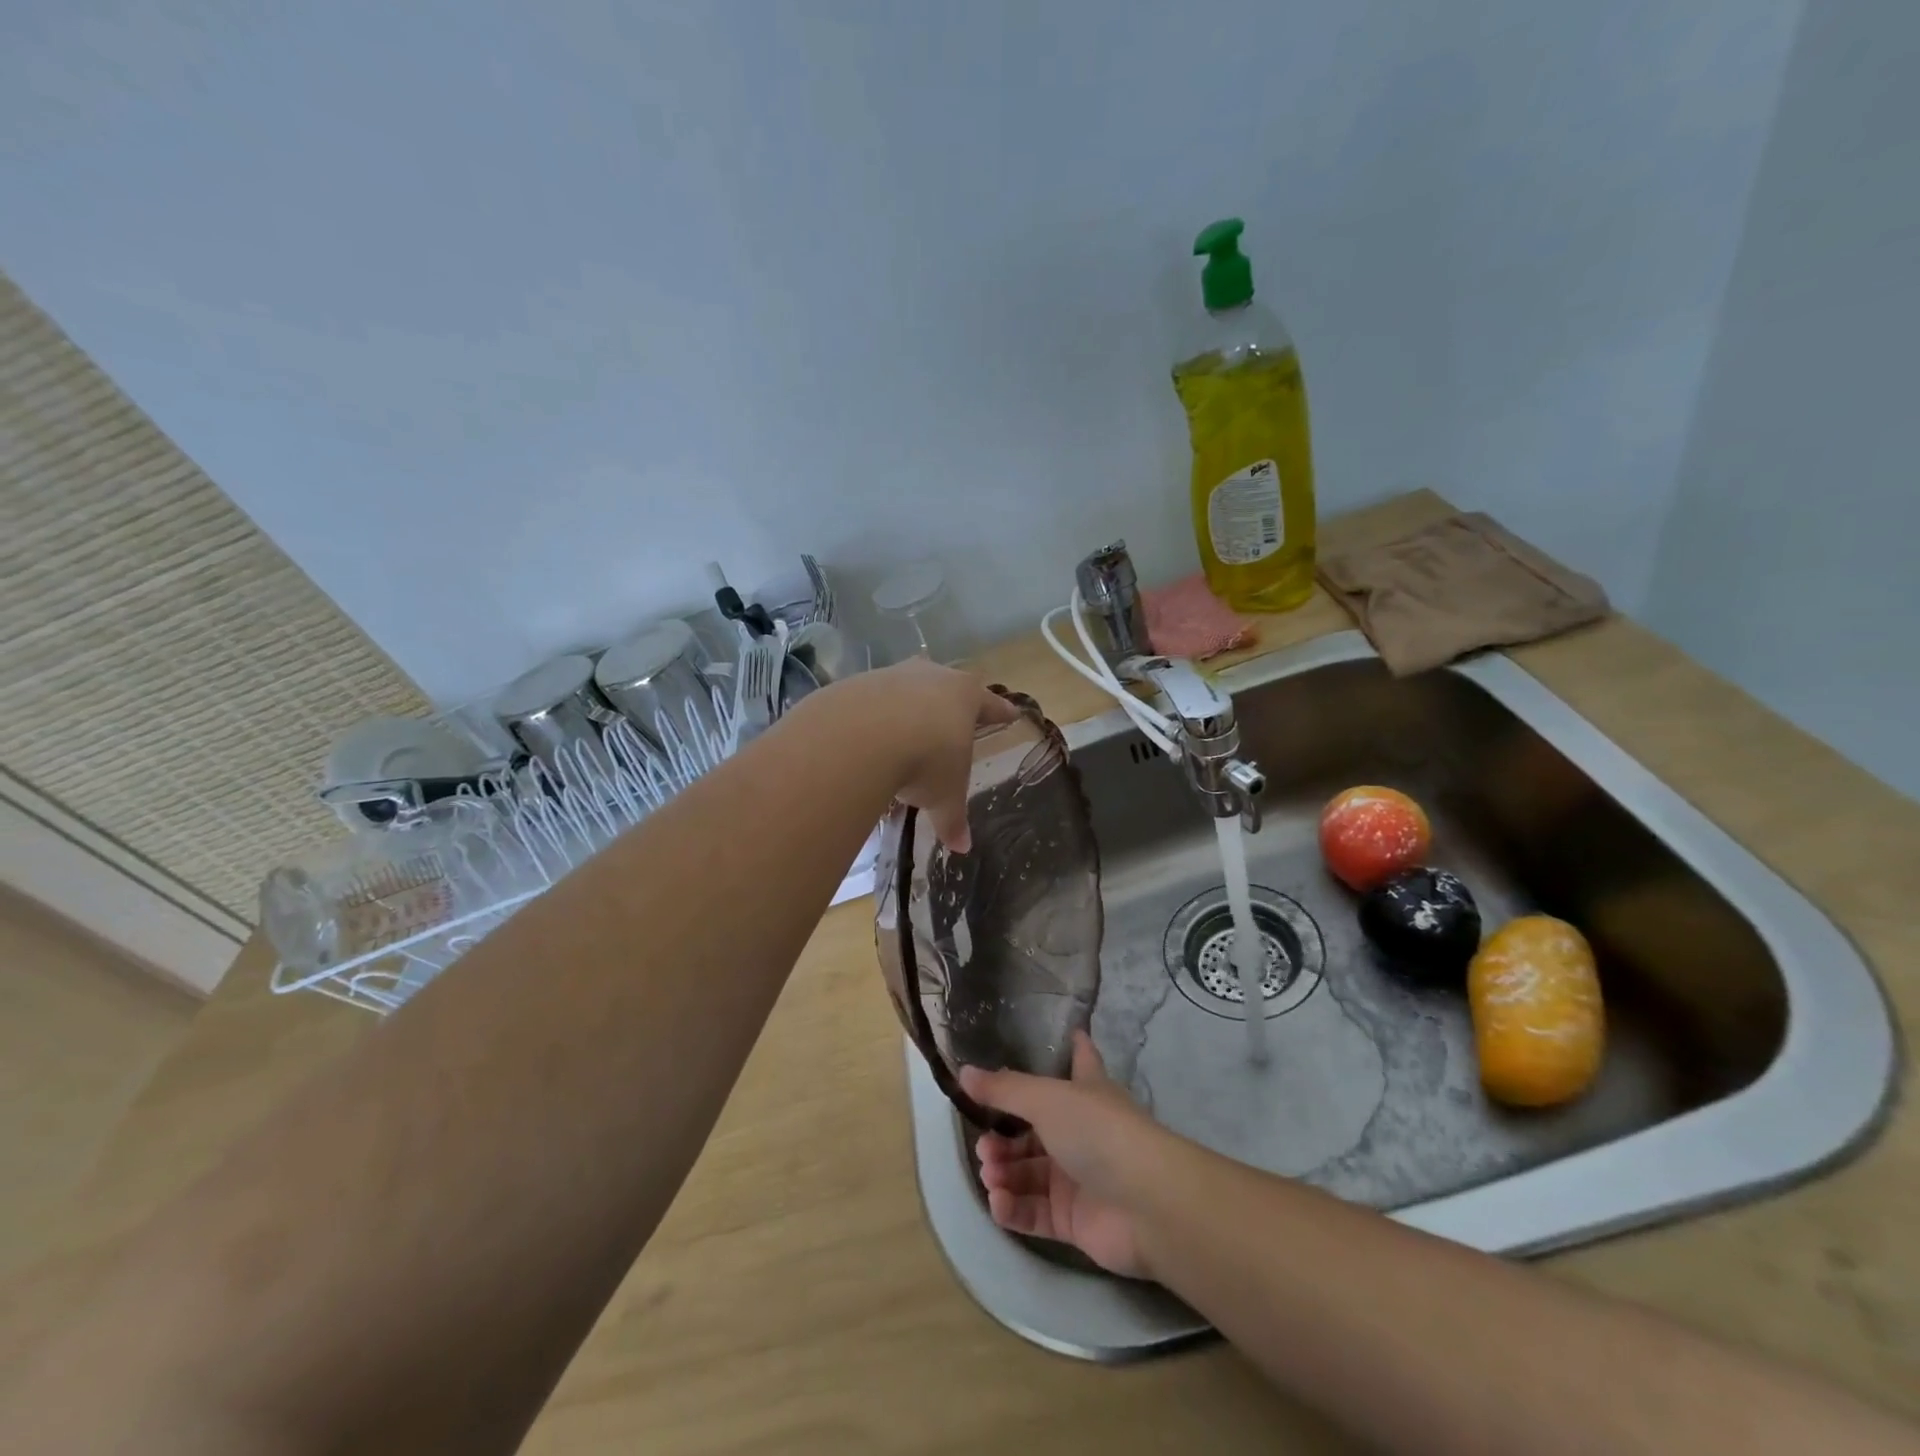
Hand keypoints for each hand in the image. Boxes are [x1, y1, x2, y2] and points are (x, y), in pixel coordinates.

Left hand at [826, 658, 1017, 851]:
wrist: (861, 735)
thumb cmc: (924, 760)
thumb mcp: (944, 795)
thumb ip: (952, 818)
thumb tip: (962, 847)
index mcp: (965, 696)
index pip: (989, 704)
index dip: (1000, 712)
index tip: (1010, 713)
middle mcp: (931, 676)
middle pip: (947, 686)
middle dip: (949, 702)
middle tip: (953, 716)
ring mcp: (892, 676)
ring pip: (906, 689)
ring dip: (907, 708)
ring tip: (904, 732)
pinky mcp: (856, 685)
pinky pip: (870, 702)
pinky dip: (872, 718)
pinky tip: (866, 737)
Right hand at [958, 1032, 1163, 1279]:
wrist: (1145, 1203)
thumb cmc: (1098, 1132)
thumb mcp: (1045, 1099)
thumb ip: (1003, 1089)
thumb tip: (963, 1073)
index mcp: (1086, 1092)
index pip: (1080, 1060)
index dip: (1074, 1047)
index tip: (1070, 1031)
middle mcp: (1081, 1131)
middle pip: (1035, 1129)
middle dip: (1003, 1135)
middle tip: (984, 1145)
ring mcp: (1078, 1178)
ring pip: (1029, 1172)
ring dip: (1004, 1171)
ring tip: (990, 1173)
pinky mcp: (1073, 1220)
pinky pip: (1034, 1211)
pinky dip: (1013, 1207)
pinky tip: (998, 1201)